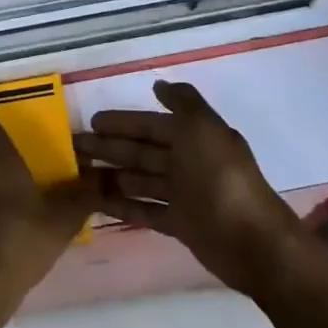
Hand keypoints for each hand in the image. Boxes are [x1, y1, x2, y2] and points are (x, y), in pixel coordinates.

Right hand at [75, 80, 327, 299]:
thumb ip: (183, 103)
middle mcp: (187, 162)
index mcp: (194, 137)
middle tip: (74, 147)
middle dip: (110, 147)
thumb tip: (159, 85)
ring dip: (111, 176)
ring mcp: (183, 195)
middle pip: (141, 151)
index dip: (123, 122)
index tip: (92, 121)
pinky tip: (96, 203)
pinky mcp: (179, 224)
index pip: (151, 125)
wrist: (252, 242)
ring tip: (79, 175)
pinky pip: (144, 210)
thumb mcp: (204, 129)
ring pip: (139, 180)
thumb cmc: (222, 178)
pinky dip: (122, 205)